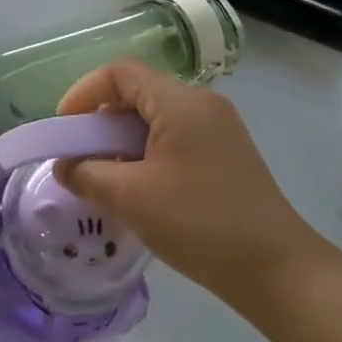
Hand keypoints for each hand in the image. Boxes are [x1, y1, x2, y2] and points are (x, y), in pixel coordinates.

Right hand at [57, 63, 334, 309]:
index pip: (121, 72)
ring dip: (123, 139)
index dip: (84, 93)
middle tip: (81, 155)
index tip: (65, 129)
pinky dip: (147, 152)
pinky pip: (175, 136)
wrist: (276, 269)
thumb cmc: (199, 224)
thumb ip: (88, 174)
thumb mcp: (132, 198)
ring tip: (105, 176)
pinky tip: (139, 188)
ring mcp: (219, 128)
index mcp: (180, 102)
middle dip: (101, 120)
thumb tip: (65, 166)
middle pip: (138, 92)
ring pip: (156, 116)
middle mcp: (202, 104)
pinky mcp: (227, 152)